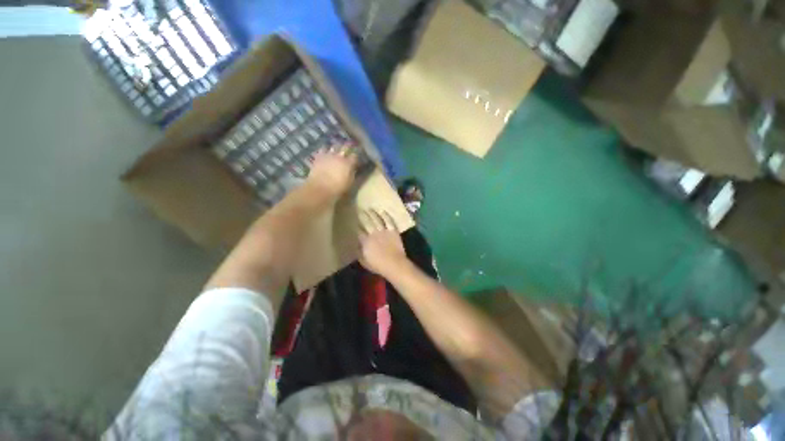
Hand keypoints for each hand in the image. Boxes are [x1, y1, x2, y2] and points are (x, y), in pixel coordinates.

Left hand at [305, 144, 357, 199]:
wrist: (320, 188)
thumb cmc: (338, 188)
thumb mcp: (350, 183)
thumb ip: (352, 174)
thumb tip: (353, 169)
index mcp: (348, 163)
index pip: (355, 156)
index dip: (356, 156)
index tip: (356, 158)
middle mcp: (339, 156)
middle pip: (345, 147)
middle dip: (348, 147)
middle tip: (349, 148)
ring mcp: (328, 155)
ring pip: (334, 147)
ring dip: (336, 148)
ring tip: (337, 150)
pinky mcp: (319, 157)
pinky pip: (323, 149)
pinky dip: (325, 150)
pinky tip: (325, 152)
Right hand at [358, 209, 408, 276]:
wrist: (394, 264)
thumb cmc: (379, 266)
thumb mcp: (364, 262)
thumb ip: (359, 253)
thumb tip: (356, 246)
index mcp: (366, 241)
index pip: (359, 231)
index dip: (356, 226)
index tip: (354, 221)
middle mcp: (373, 234)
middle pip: (367, 223)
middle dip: (362, 216)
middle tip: (360, 210)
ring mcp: (384, 231)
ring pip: (377, 220)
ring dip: (372, 214)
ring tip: (369, 209)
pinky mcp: (393, 231)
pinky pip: (389, 221)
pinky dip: (386, 216)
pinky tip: (383, 211)